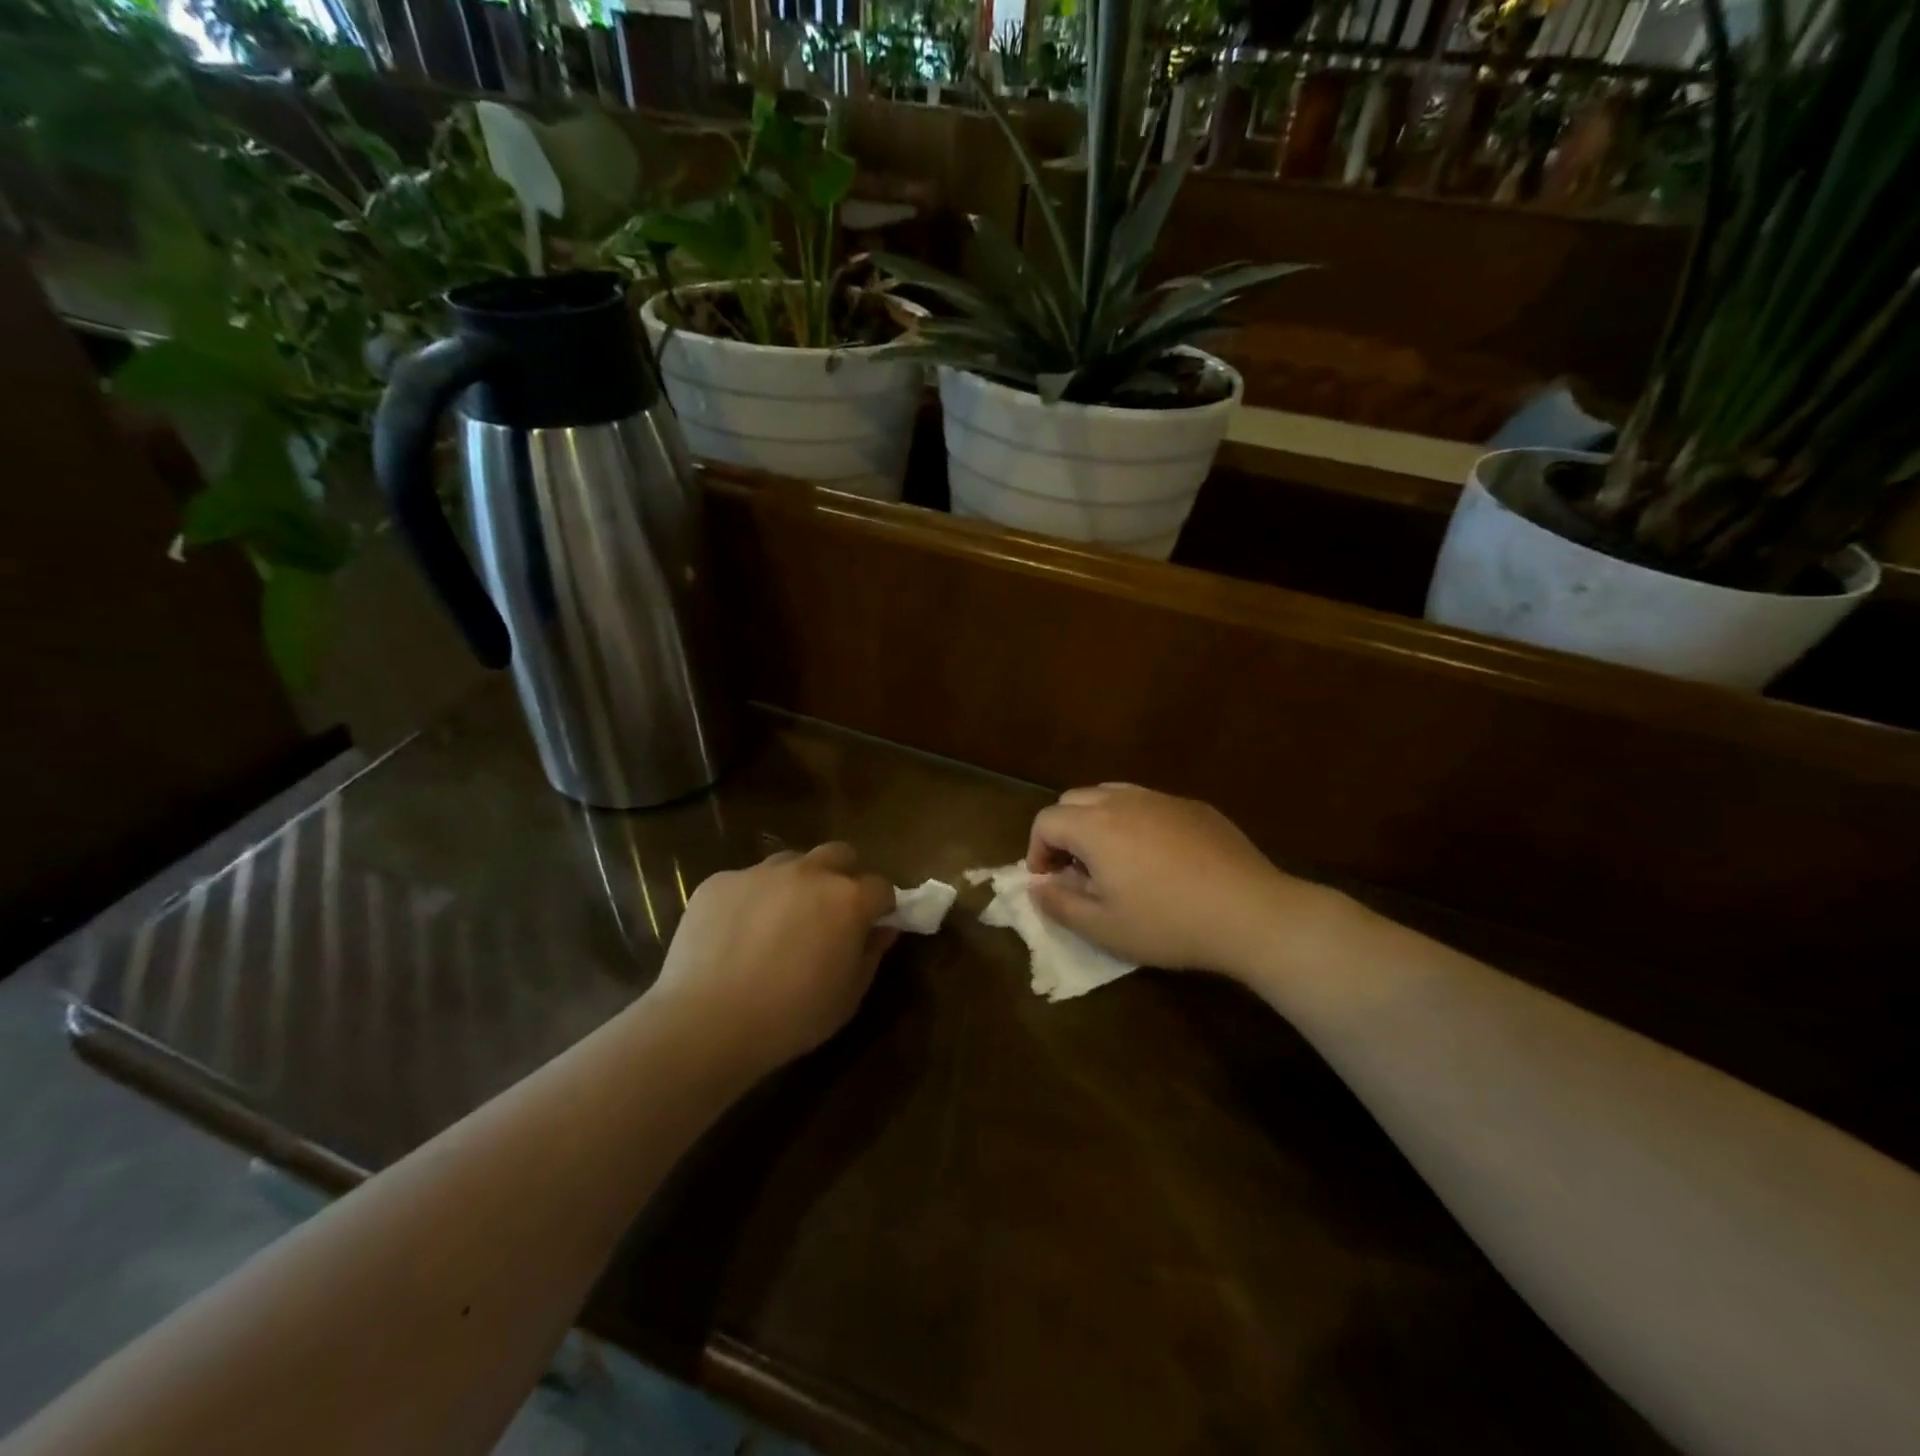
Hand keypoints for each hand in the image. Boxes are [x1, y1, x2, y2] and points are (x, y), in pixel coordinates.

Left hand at [650, 843, 897, 1073]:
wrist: (707, 1022)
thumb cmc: (791, 1016)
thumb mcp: (847, 997)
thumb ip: (870, 955)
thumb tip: (882, 931)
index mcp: (847, 899)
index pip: (881, 887)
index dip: (881, 906)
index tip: (872, 926)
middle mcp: (808, 873)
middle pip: (838, 854)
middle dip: (843, 876)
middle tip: (831, 913)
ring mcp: (760, 873)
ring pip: (790, 863)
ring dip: (796, 883)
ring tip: (780, 921)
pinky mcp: (719, 882)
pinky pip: (745, 882)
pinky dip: (751, 900)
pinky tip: (736, 935)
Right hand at [1025, 784, 1341, 982]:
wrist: (1250, 912)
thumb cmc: (1168, 923)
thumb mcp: (1104, 928)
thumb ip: (1059, 905)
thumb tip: (1037, 888)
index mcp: (1095, 826)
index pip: (1046, 821)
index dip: (1037, 850)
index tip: (1049, 881)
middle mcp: (1123, 801)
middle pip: (1074, 800)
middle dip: (1064, 831)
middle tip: (1076, 870)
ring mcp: (1161, 799)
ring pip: (1111, 795)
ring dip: (1097, 821)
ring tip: (1112, 859)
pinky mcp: (1193, 806)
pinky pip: (1148, 803)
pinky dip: (1135, 821)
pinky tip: (1157, 857)